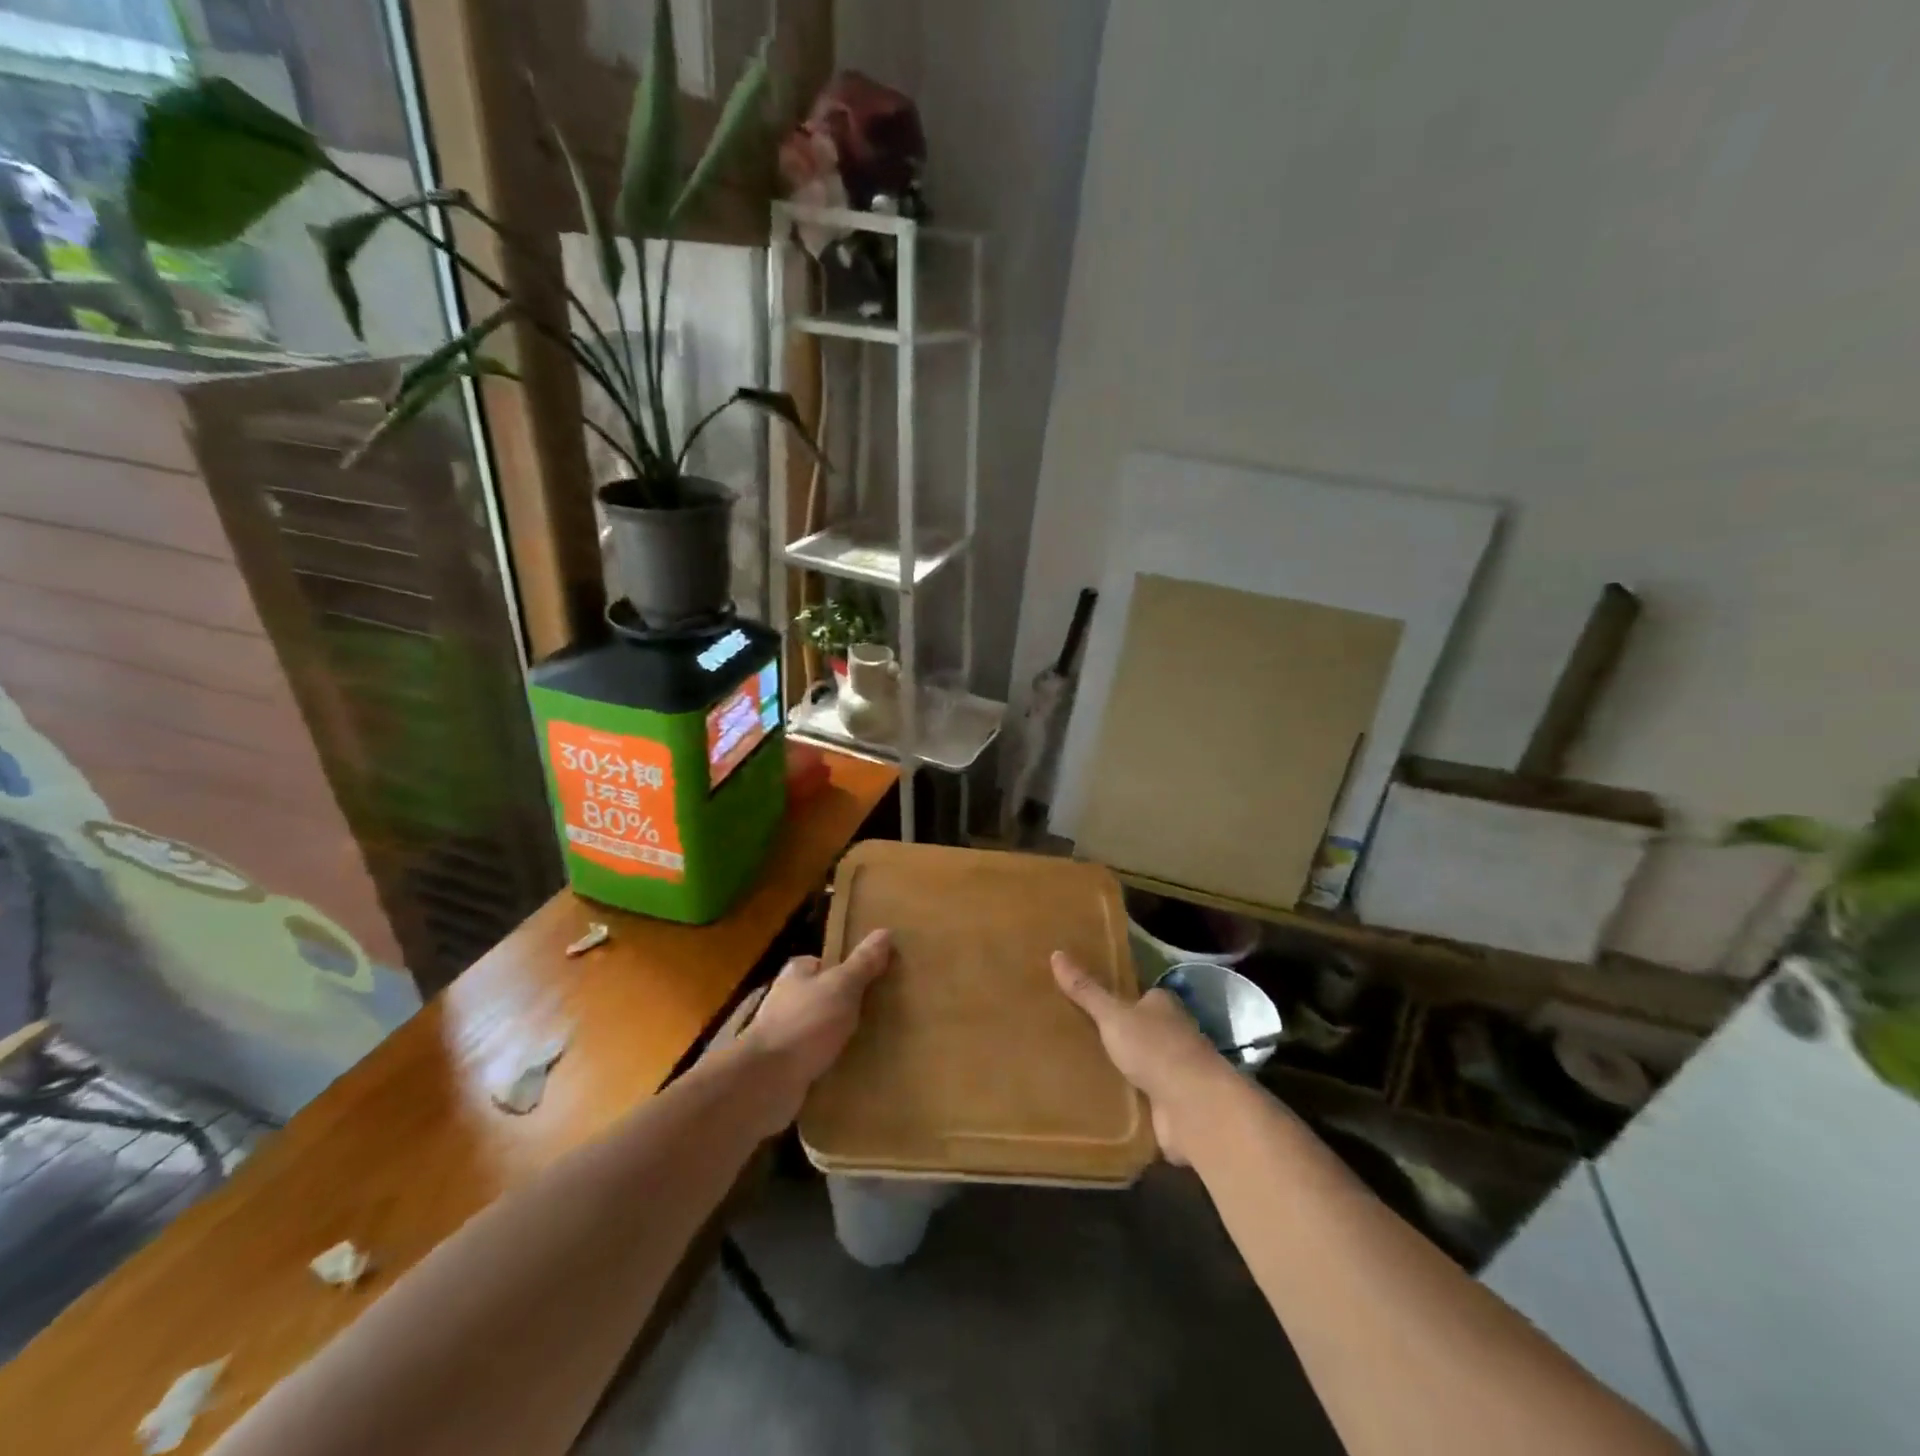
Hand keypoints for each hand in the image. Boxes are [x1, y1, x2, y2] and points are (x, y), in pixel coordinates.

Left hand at [725, 928, 892, 1131]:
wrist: (766, 1081)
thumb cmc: (805, 1023)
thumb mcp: (843, 986)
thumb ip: (863, 963)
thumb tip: (885, 931)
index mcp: (796, 974)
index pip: (824, 963)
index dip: (848, 970)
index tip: (875, 980)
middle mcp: (786, 1001)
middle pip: (823, 996)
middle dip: (846, 1006)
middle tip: (880, 1013)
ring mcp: (783, 1036)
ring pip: (819, 1030)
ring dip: (839, 1038)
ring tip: (874, 1043)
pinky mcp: (784, 1068)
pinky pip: (815, 1060)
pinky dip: (831, 1064)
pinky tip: (854, 1070)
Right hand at [1052, 952, 1224, 1164]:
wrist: (1194, 1107)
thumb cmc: (1155, 1049)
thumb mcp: (1113, 1015)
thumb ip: (1086, 990)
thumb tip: (1056, 953)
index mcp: (1163, 1005)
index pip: (1139, 996)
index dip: (1117, 999)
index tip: (1088, 1002)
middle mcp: (1174, 1033)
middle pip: (1139, 1029)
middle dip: (1116, 1034)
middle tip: (1076, 1035)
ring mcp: (1175, 1070)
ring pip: (1141, 1063)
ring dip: (1121, 1067)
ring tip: (1080, 1067)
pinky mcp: (1172, 1103)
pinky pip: (1141, 1094)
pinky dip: (1126, 1096)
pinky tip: (1100, 1098)